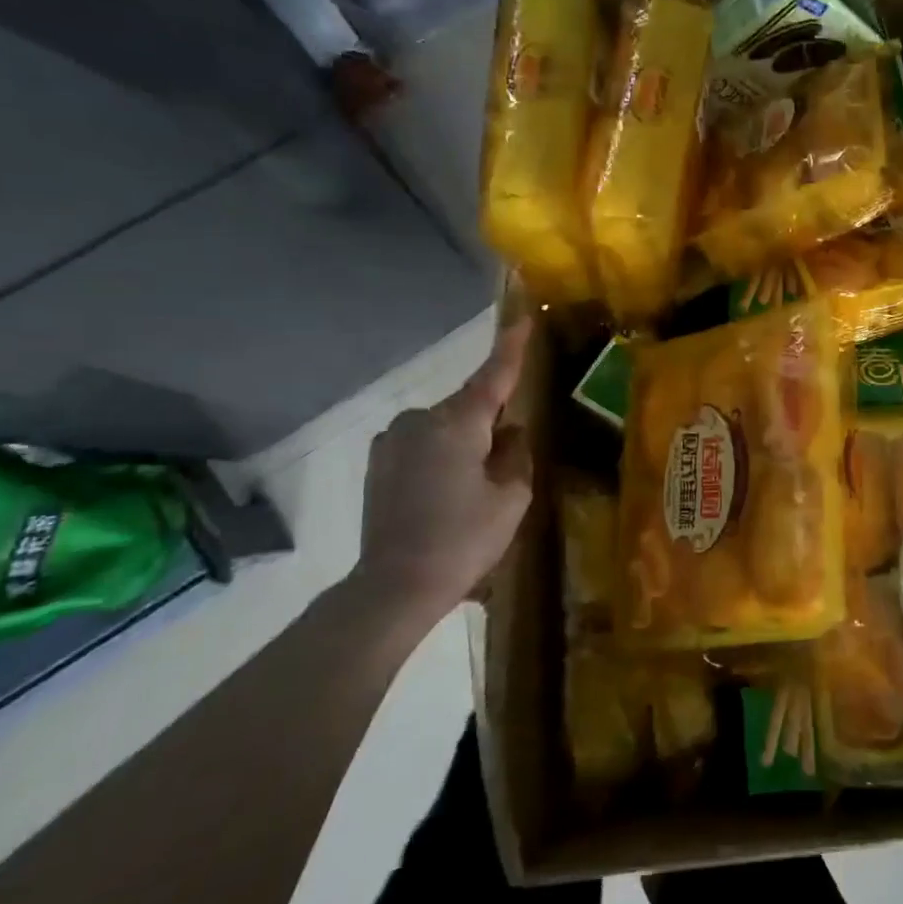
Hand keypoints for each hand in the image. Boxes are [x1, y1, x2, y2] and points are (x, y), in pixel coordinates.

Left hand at [357, 318, 533, 613]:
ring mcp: (392, 440)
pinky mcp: (378, 462)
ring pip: (445, 427)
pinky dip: (441, 456)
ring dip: (465, 442)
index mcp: (457, 423)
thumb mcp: (511, 497)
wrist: (395, 585)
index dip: (511, 347)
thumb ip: (516, 453)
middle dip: (491, 423)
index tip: (524, 317)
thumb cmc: (464, 539)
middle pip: (469, 407)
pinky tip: (446, 494)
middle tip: (505, 466)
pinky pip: (423, 444)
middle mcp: (419, 420)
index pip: (493, 376)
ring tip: (473, 489)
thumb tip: (509, 432)